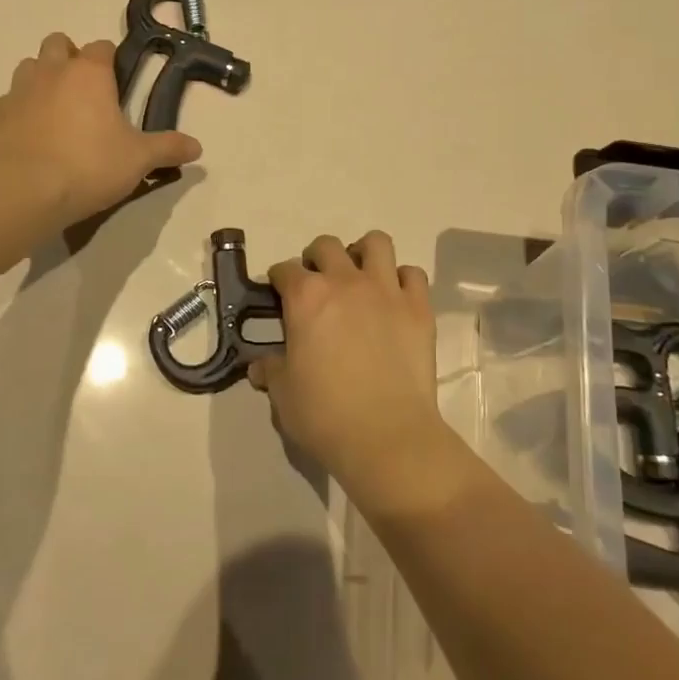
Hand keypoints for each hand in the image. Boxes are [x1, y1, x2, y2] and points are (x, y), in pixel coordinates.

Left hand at [0, 33, 200, 222]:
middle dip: (71, 58)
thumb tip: (197, 147)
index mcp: (90, 73)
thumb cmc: (91, 165)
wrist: (28, 191)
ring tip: (57, 109)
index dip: (111, 61)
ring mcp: (20, 90)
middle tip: (85, 92)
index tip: (118, 84)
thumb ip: (168, 148)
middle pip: (58, 43)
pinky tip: (33, 132)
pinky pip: (11, 99)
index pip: (102, 46)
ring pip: (30, 66)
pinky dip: (22, 108)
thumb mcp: (139, 159)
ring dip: (43, 77)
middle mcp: (52, 71)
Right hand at [248, 232, 452, 500]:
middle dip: (317, 258)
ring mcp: (386, 290)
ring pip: (376, 243)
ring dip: (363, 254)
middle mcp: (345, 281)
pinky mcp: (418, 308)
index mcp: (306, 297)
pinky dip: (402, 280)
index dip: (279, 280)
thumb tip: (260, 366)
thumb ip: (271, 371)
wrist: (387, 436)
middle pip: (327, 246)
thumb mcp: (283, 395)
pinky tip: (394, 299)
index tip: (279, 295)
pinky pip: (412, 274)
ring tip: (359, 276)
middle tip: (317, 285)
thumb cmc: (325, 415)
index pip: (285, 270)